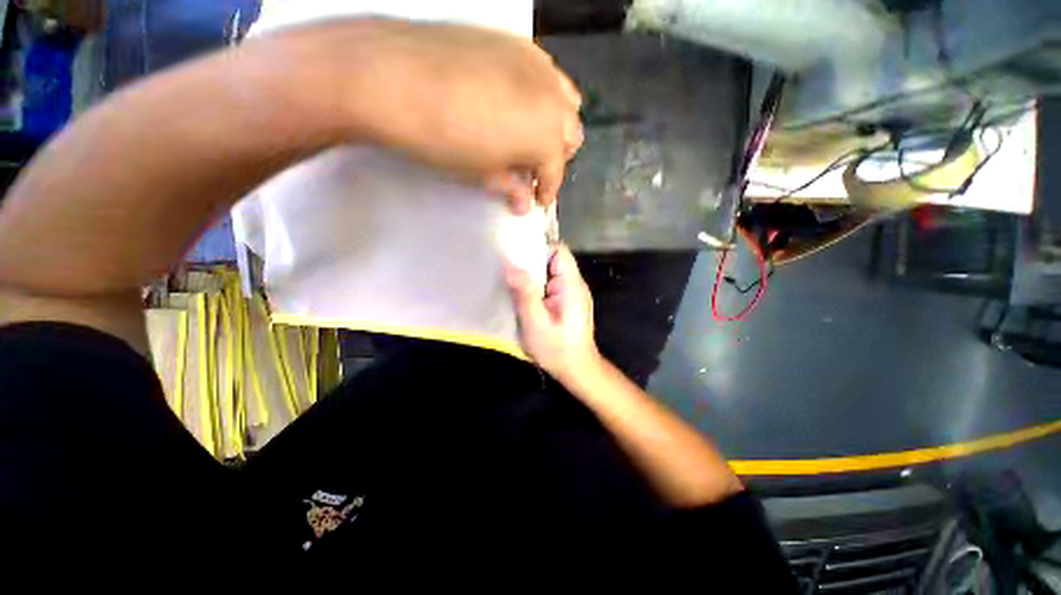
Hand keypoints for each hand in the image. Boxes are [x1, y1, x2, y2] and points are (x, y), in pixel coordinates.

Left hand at [342, 19, 583, 211]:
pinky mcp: (515, 42)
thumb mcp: (481, 173)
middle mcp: (551, 97)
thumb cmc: (442, 139)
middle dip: (557, 156)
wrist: (392, 77)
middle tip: (532, 169)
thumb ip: (511, 186)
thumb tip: (524, 202)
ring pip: (565, 100)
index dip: (548, 190)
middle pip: (571, 133)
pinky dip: (540, 94)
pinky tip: (516, 102)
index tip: (538, 199)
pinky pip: (545, 72)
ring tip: (529, 136)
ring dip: (554, 123)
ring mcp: (535, 64)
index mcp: (545, 136)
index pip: (556, 171)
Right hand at [506, 245, 600, 381]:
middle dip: (531, 262)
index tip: (516, 251)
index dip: (539, 247)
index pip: (559, 251)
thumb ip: (525, 294)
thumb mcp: (536, 323)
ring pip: (550, 273)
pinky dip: (536, 286)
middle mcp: (574, 284)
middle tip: (508, 266)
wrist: (577, 370)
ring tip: (511, 279)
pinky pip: (550, 285)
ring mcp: (572, 293)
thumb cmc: (557, 349)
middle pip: (553, 260)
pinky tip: (523, 294)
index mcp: (571, 284)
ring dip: (532, 275)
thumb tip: (511, 266)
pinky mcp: (566, 302)